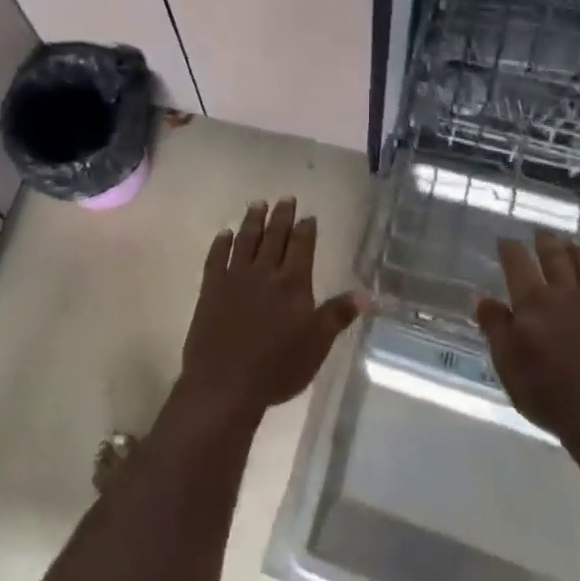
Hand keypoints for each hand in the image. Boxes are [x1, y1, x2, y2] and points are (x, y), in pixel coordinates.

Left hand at [176, 199, 365, 427]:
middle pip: (273, 237)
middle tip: (285, 198)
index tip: (308, 215)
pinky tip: (224, 234)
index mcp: (293, 284)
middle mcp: (264, 273)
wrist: (225, 382)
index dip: (305, 230)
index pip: (301, 247)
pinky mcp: (210, 289)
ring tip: (257, 204)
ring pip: (245, 241)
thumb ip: (338, 315)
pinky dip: (221, 244)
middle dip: (281, 216)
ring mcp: (234, 279)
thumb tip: (369, 294)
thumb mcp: (317, 344)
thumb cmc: (277, 367)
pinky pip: (216, 258)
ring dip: (252, 221)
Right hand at [474, 229, 579, 462]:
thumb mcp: (507, 364)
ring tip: (572, 243)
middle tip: (541, 232)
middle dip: (546, 242)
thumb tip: (482, 296)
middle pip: (555, 257)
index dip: (510, 248)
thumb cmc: (548, 394)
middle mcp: (565, 295)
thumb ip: (495, 327)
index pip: (517, 263)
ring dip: (578, 252)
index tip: (504, 239)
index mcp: (533, 303)